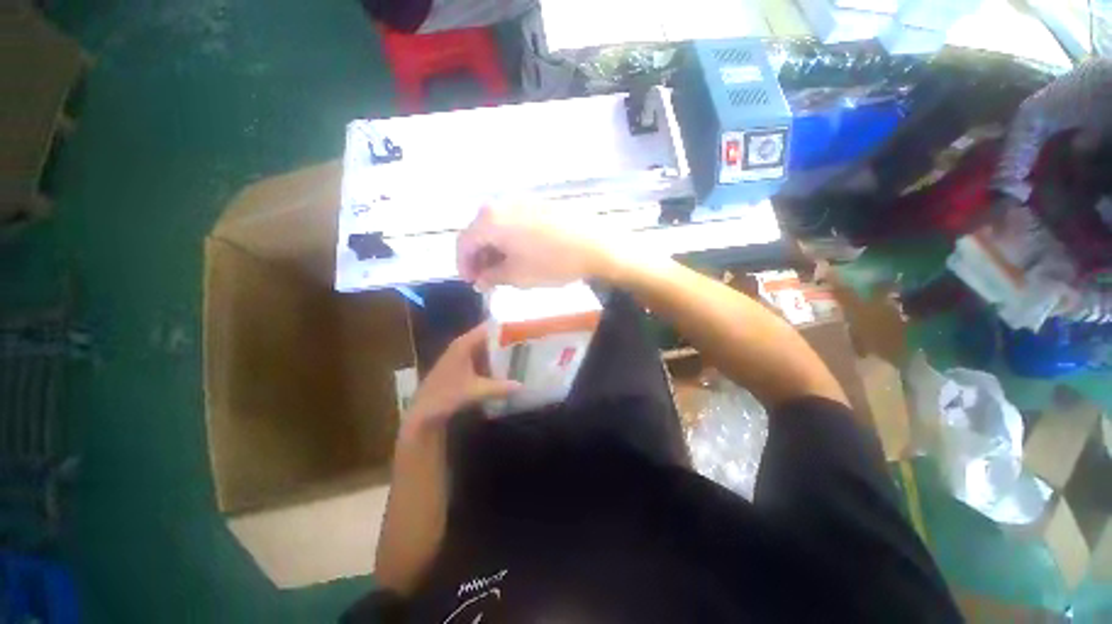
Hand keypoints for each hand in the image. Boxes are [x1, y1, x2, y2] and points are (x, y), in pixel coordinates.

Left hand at [405, 325, 520, 427]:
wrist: (422, 412)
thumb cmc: (446, 396)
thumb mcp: (475, 391)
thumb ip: (499, 387)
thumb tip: (522, 386)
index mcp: (464, 344)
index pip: (488, 327)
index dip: (505, 327)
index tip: (523, 328)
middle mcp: (462, 346)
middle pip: (488, 337)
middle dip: (506, 339)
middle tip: (526, 341)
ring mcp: (460, 356)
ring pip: (485, 348)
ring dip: (500, 350)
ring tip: (521, 352)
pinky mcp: (460, 366)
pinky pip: (481, 358)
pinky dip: (492, 360)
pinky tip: (505, 367)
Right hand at [457, 204, 616, 289]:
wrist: (594, 245)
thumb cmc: (552, 262)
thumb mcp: (517, 276)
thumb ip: (492, 277)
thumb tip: (481, 280)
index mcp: (490, 220)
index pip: (464, 242)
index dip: (464, 265)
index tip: (472, 282)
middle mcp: (501, 204)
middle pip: (479, 232)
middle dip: (479, 257)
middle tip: (487, 278)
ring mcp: (521, 200)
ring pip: (496, 226)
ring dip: (494, 248)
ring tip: (503, 269)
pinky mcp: (538, 203)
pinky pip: (513, 221)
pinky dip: (509, 239)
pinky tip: (519, 254)